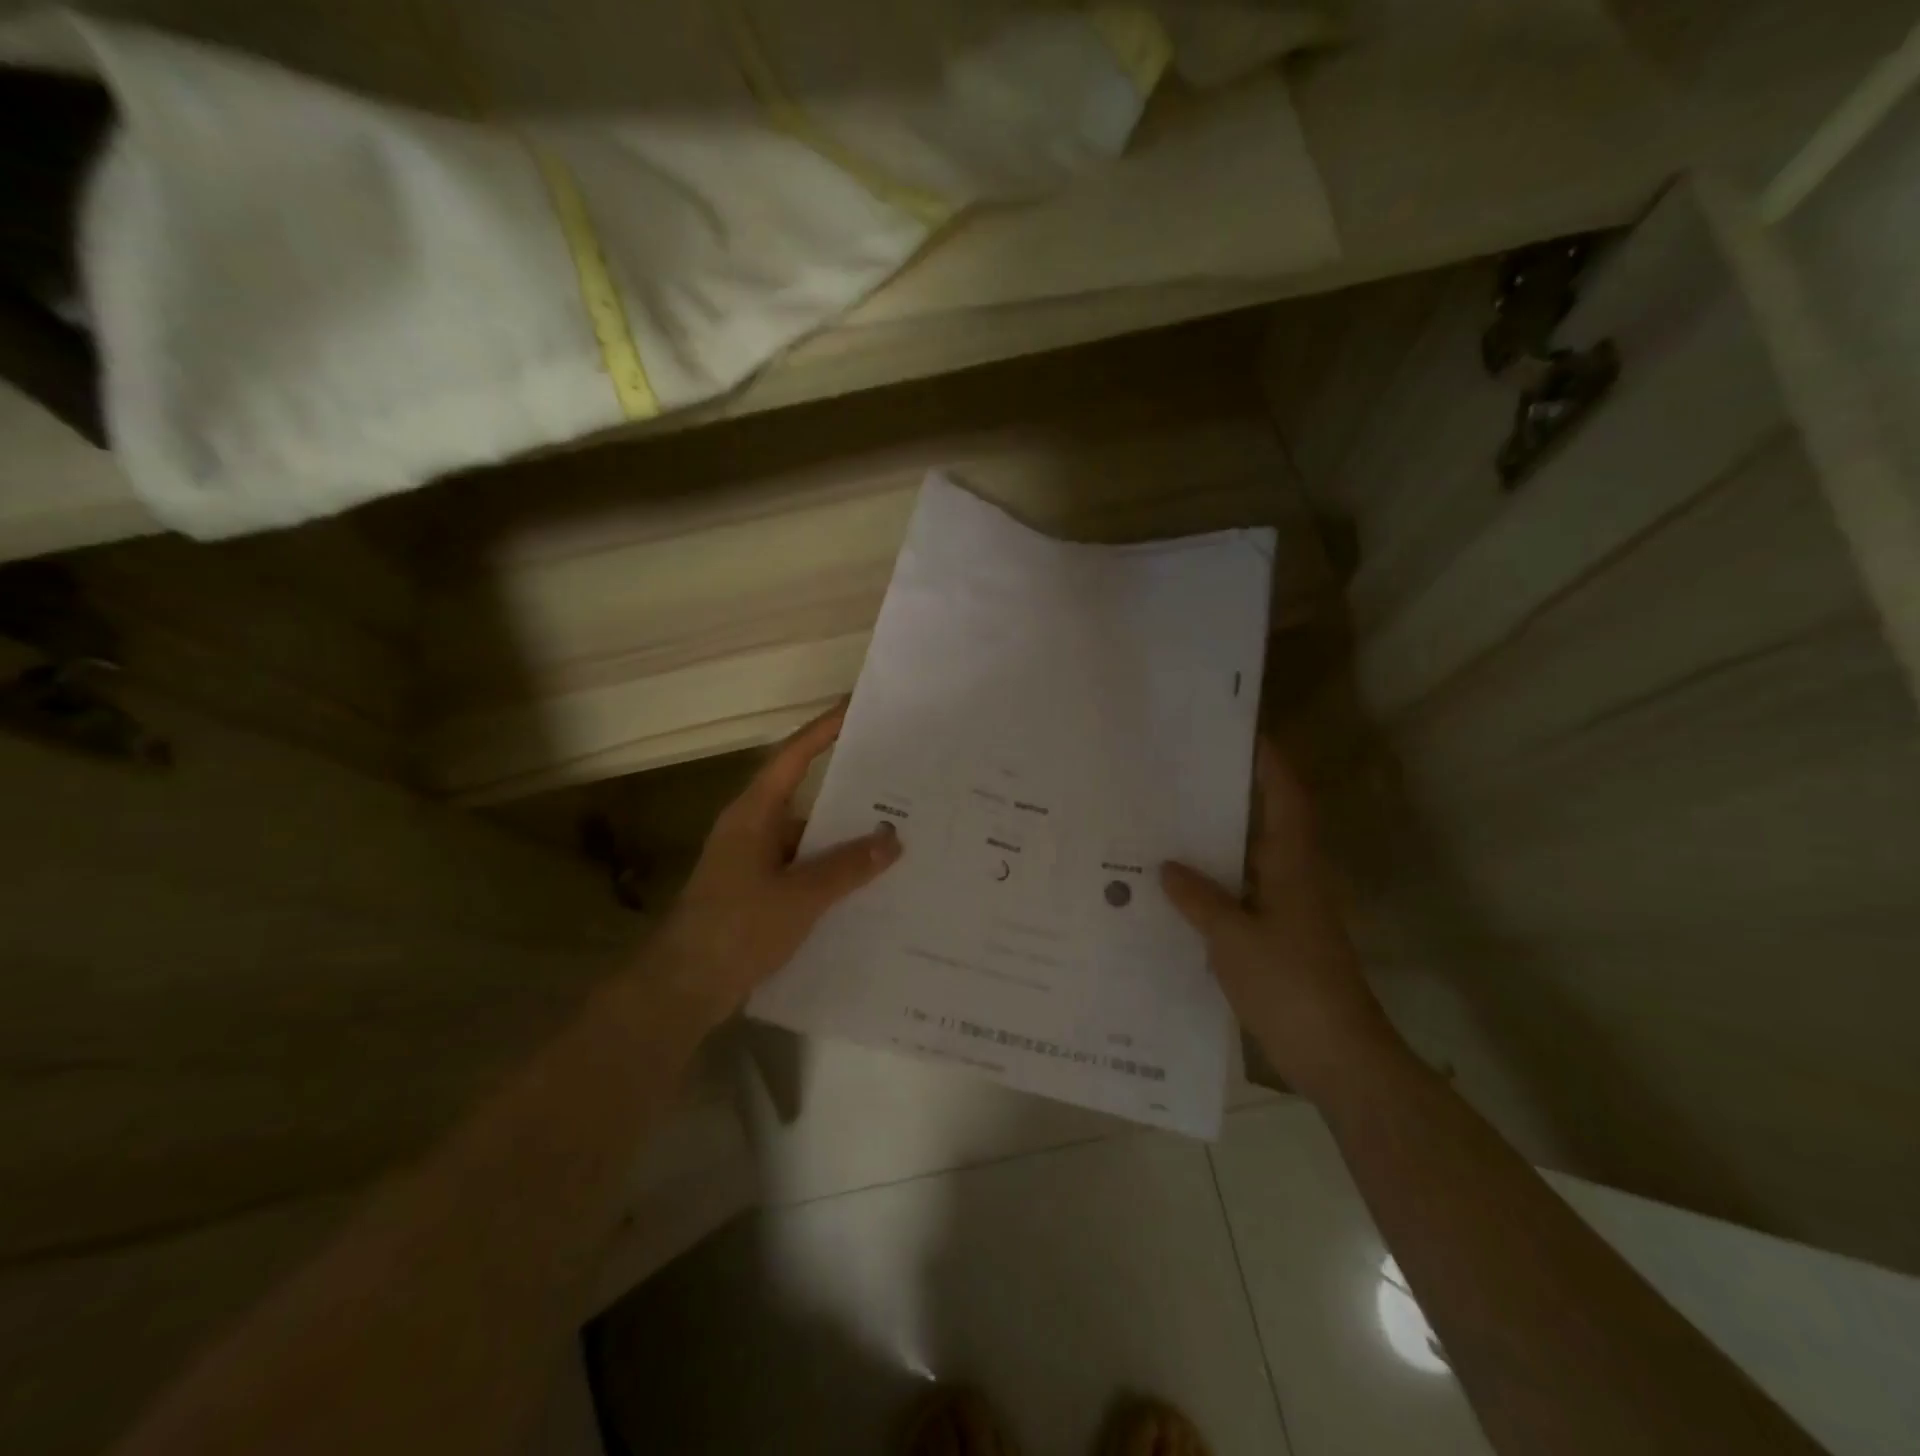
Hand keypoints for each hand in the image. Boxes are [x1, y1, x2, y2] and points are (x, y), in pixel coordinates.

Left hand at [651, 702, 902, 1025]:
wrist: (683, 989)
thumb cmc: (736, 929)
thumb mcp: (800, 897)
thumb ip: (848, 867)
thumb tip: (892, 839)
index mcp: (754, 814)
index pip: (793, 757)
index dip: (824, 729)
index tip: (857, 708)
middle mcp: (753, 828)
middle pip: (806, 795)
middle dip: (849, 790)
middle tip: (898, 779)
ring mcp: (754, 861)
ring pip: (808, 837)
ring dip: (844, 838)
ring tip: (896, 834)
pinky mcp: (758, 891)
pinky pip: (803, 868)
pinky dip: (832, 871)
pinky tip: (868, 883)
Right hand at [1161, 739, 1405, 1102]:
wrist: (1336, 1055)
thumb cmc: (1290, 984)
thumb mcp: (1233, 938)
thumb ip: (1199, 899)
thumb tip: (1167, 867)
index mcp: (1292, 866)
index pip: (1286, 799)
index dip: (1270, 763)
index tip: (1242, 733)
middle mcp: (1293, 879)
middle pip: (1265, 822)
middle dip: (1232, 796)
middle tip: (1184, 775)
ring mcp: (1287, 911)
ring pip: (1250, 861)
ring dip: (1218, 842)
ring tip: (1169, 823)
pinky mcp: (1277, 939)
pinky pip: (1241, 896)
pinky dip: (1214, 885)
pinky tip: (1177, 890)